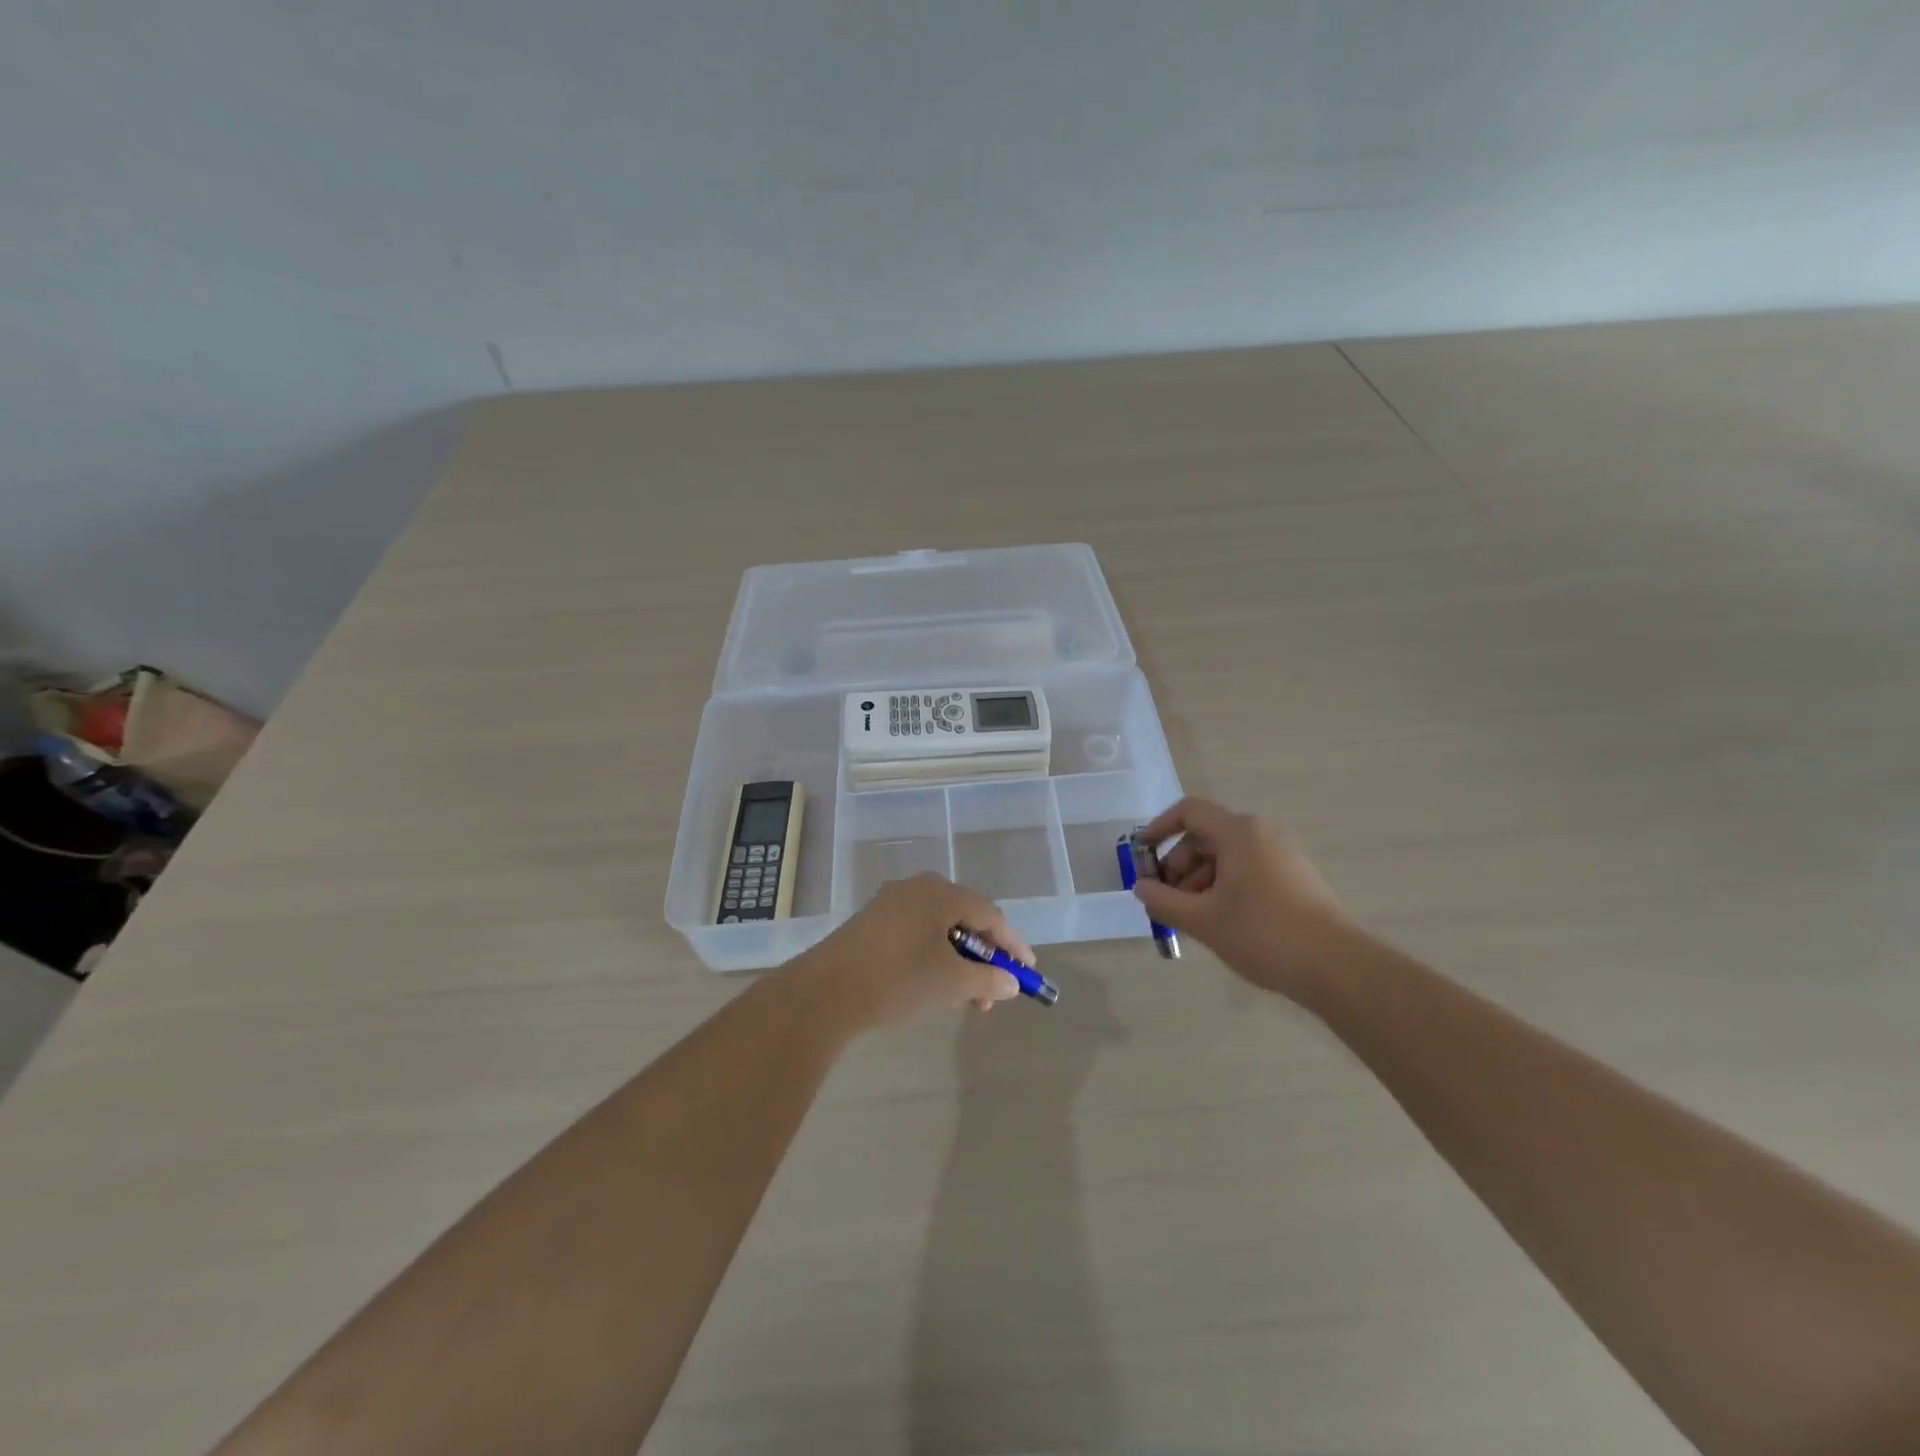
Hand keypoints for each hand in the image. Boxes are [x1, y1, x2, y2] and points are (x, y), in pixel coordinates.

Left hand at [790, 874, 1030, 1030]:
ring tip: (966, 999)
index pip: (991, 914)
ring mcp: (892, 902)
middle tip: (994, 992)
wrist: (826, 991)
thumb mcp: (951, 982)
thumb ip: (987, 979)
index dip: (1012, 944)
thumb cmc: (898, 979)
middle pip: (965, 918)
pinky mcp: (872, 921)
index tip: (1027, 972)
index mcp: (942, 892)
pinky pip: (917, 933)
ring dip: (959, 961)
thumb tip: (1010, 982)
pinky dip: (934, 957)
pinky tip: (935, 986)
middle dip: (984, 957)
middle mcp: (918, 888)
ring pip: (940, 928)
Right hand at [1132, 797, 1350, 1003]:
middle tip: (1166, 900)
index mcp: (1238, 832)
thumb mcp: (1202, 920)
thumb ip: (1163, 901)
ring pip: (1226, 856)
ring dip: (1199, 881)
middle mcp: (1261, 833)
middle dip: (1179, 865)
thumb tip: (1142, 887)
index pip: (1189, 811)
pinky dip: (1224, 887)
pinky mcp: (1294, 878)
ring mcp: (1282, 855)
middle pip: (1205, 836)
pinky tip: (1220, 922)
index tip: (1142, 855)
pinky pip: (1247, 870)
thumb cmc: (1262, 934)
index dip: (1160, 828)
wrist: (1336, 967)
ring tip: (1191, 918)